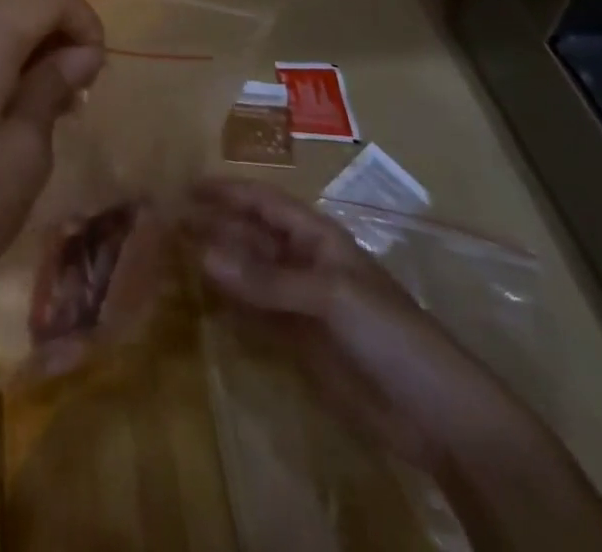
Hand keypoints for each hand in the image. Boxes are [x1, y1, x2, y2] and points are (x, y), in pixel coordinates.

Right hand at [187, 178, 535, 475]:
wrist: (437, 417)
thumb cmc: (390, 333)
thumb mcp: (330, 295)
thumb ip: (265, 277)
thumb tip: (203, 253)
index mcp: (316, 236)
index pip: (263, 201)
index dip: (226, 191)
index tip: (184, 185)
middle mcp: (301, 261)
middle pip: (249, 234)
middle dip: (212, 225)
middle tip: (164, 222)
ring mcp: (297, 302)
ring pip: (246, 272)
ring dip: (215, 264)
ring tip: (170, 255)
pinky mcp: (294, 341)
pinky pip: (252, 312)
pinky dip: (227, 304)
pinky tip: (199, 298)